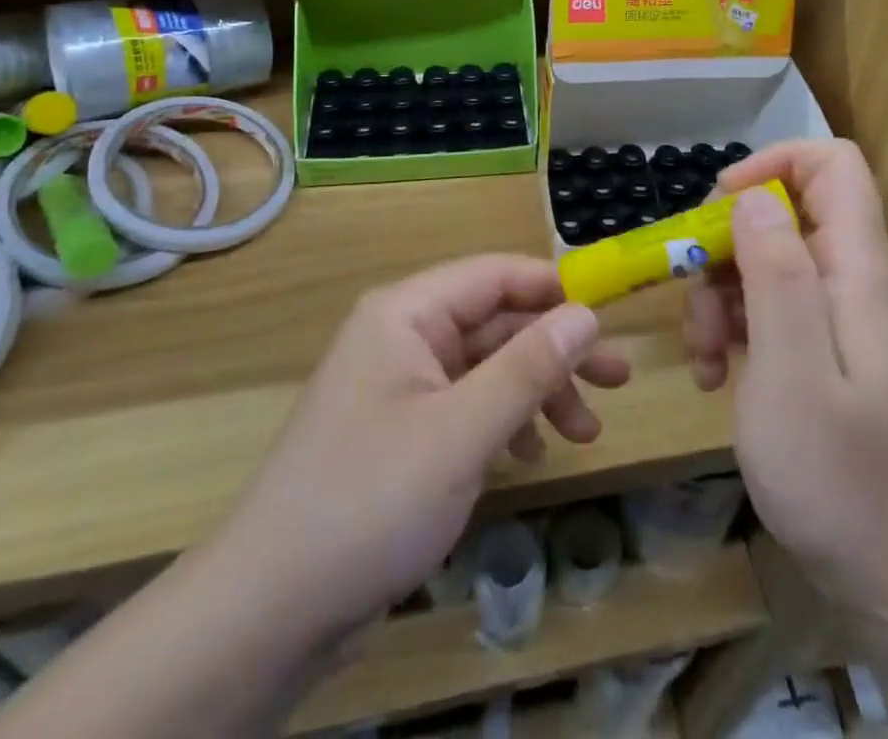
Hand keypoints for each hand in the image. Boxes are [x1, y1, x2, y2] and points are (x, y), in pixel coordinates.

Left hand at [214, 255, 629, 647]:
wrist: (269, 612)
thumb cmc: (370, 501)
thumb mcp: (462, 431)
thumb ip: (528, 367)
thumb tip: (586, 313)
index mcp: (406, 313)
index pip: (494, 275)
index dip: (554, 288)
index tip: (610, 315)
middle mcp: (402, 336)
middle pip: (495, 323)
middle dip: (555, 351)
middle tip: (618, 379)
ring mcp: (399, 385)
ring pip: (486, 367)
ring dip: (536, 391)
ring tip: (584, 433)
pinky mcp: (399, 431)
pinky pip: (465, 405)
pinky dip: (503, 422)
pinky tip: (527, 455)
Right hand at [682, 139, 887, 614]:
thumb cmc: (839, 475)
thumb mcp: (792, 370)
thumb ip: (776, 274)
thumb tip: (752, 196)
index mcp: (857, 267)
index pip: (831, 164)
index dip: (773, 164)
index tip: (720, 206)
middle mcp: (850, 278)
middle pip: (783, 211)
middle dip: (726, 244)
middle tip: (695, 298)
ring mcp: (835, 316)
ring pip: (764, 260)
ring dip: (719, 295)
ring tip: (703, 356)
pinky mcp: (819, 349)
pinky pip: (767, 307)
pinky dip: (732, 328)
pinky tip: (716, 377)